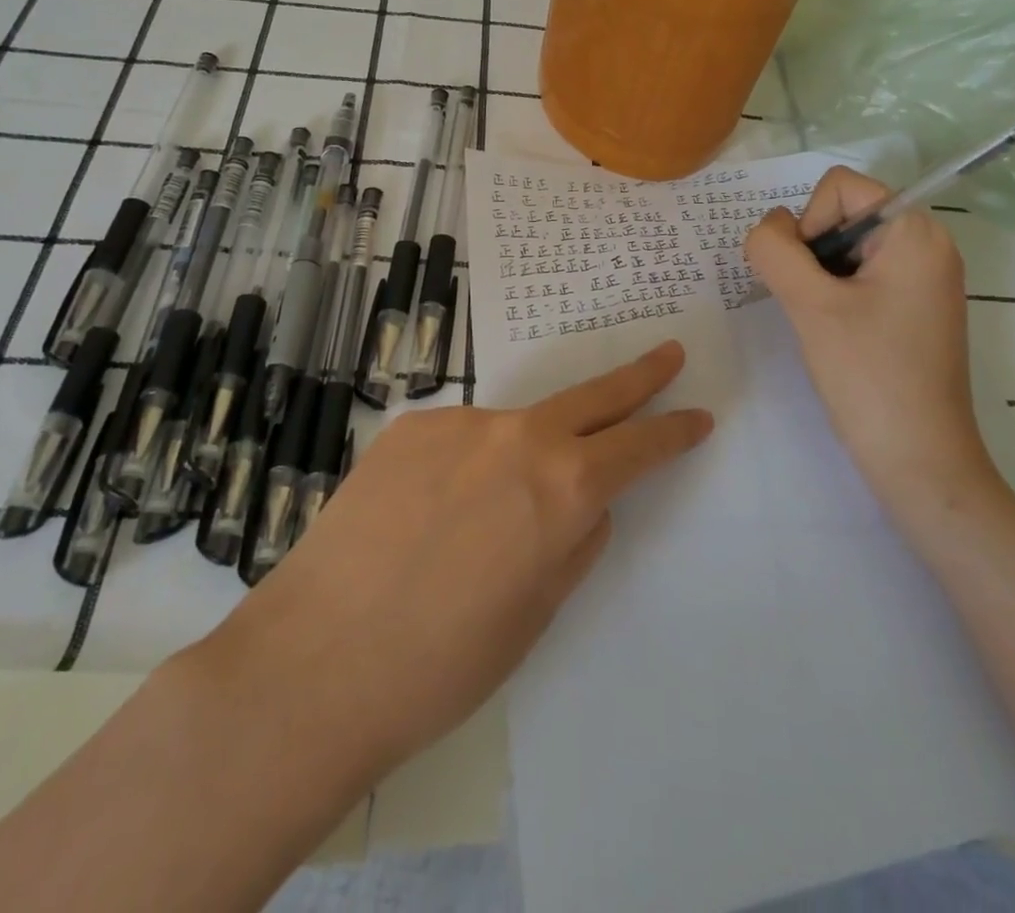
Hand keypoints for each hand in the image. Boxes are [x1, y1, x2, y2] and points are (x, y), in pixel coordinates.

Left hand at [195, 342, 711, 785]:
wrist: (318, 660)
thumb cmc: (444, 662)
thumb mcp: (536, 612)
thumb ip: (573, 541)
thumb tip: (586, 504)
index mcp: (563, 487)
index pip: (639, 446)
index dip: (673, 431)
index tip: (697, 416)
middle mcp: (519, 436)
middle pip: (595, 396)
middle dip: (639, 376)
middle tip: (668, 353)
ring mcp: (460, 423)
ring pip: (515, 428)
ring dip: (524, 454)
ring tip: (482, 523)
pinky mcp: (411, 427)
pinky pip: (460, 440)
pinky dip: (465, 467)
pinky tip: (430, 515)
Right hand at [744, 167, 995, 518]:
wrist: (919, 461)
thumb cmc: (869, 376)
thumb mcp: (810, 305)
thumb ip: (775, 250)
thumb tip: (768, 228)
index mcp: (915, 232)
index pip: (840, 188)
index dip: (809, 224)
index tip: (811, 279)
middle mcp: (928, 245)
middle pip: (844, 213)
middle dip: (813, 252)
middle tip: (812, 304)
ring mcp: (924, 279)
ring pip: (847, 247)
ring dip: (819, 276)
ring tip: (823, 323)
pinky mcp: (914, 308)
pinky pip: (862, 275)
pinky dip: (836, 293)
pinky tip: (835, 334)